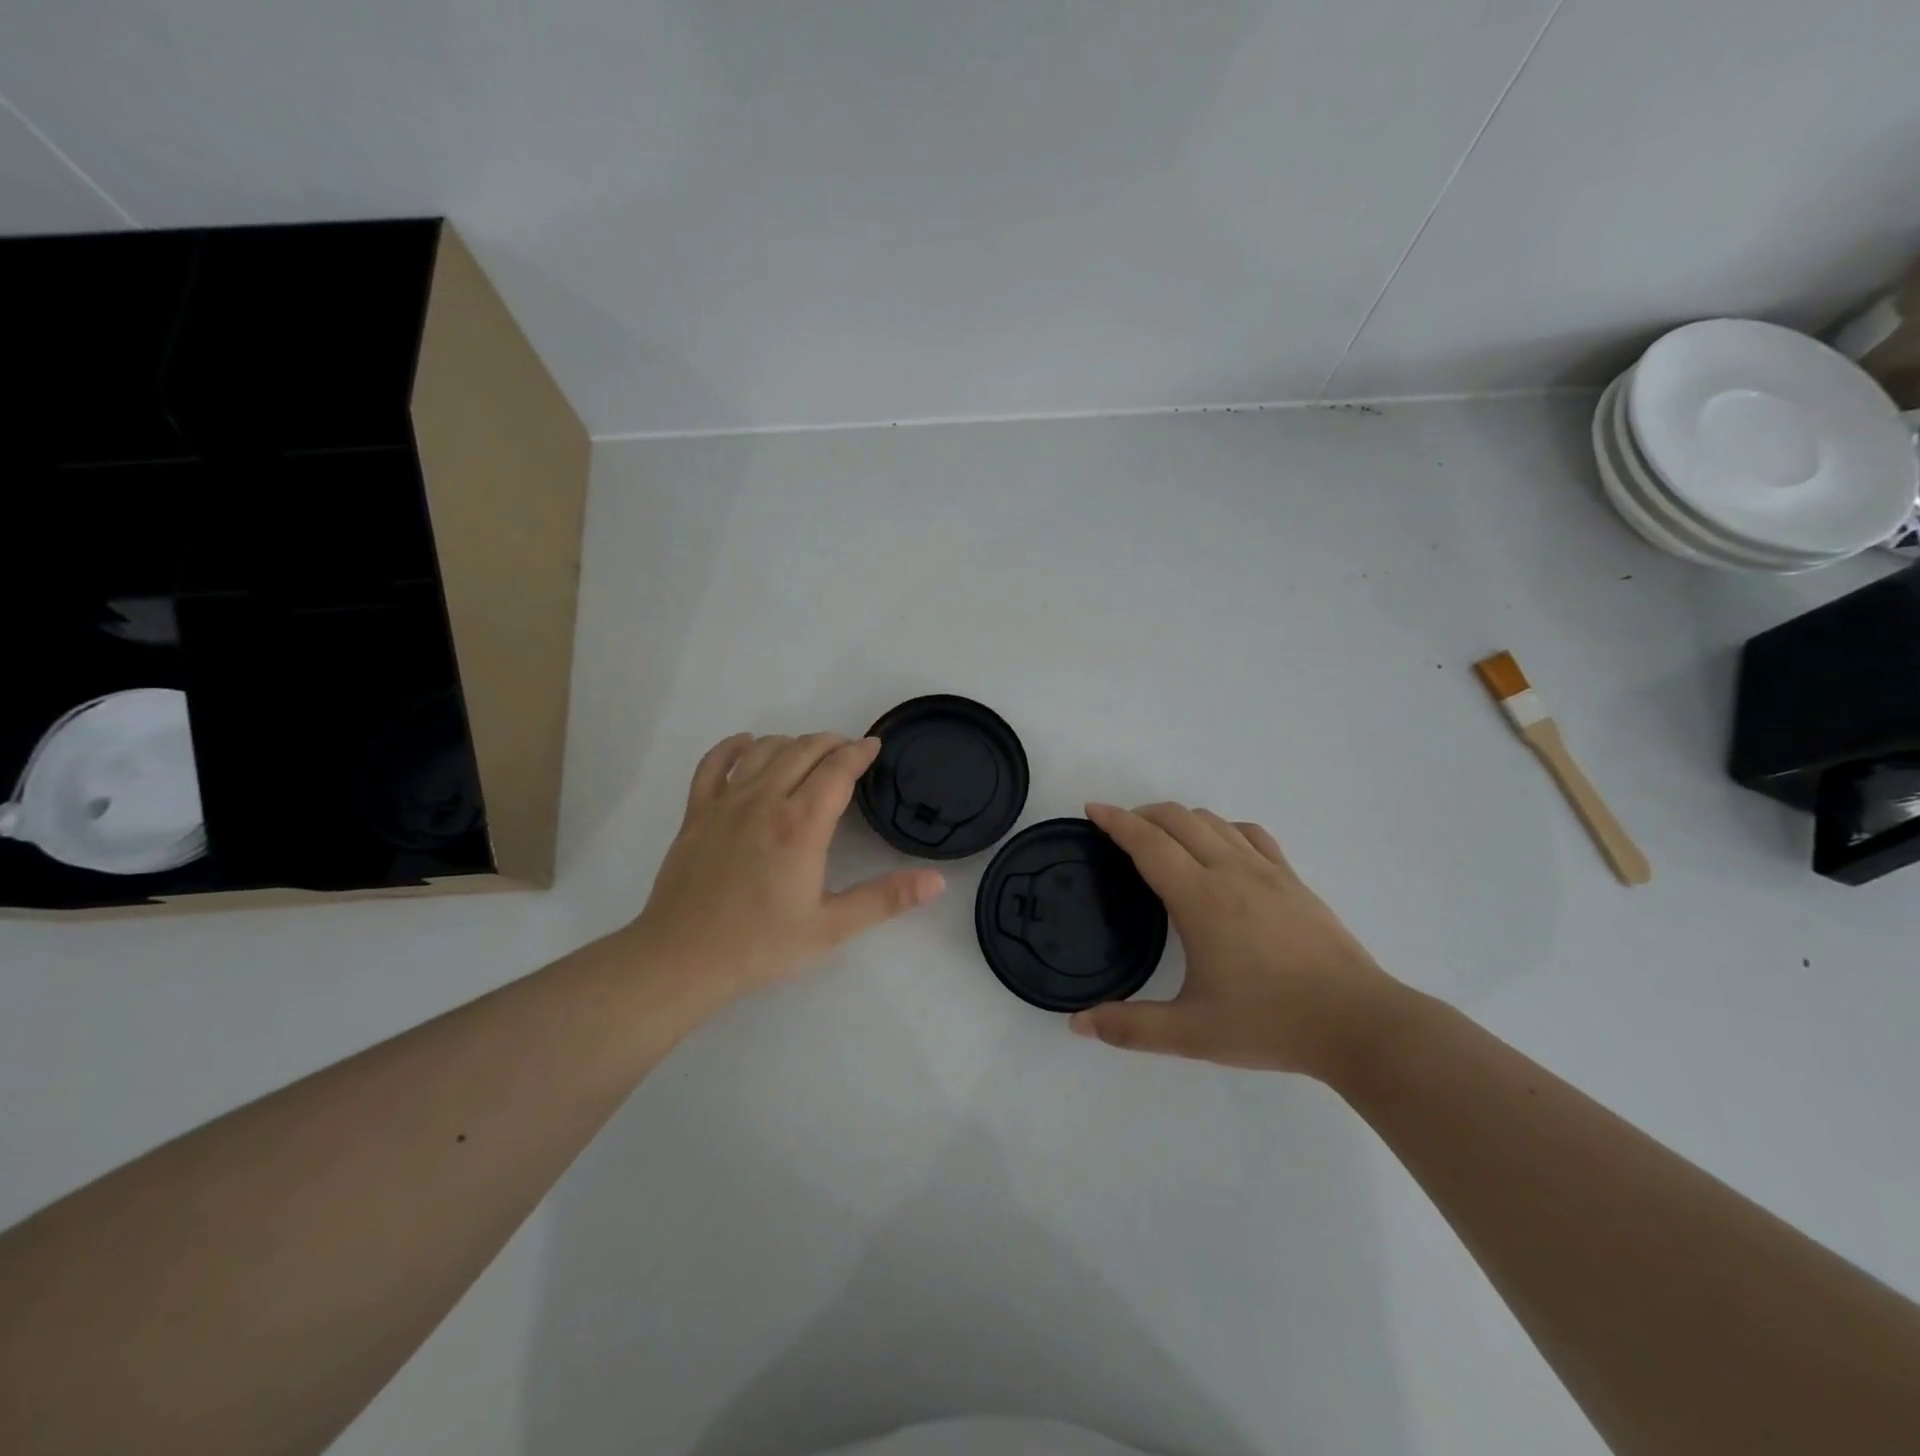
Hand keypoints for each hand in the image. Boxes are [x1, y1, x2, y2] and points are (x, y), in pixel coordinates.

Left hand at [621, 732, 945, 1002]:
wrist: (682, 960)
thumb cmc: (762, 945)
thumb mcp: (832, 927)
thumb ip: (885, 899)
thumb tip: (936, 881)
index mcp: (802, 825)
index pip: (837, 770)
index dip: (859, 753)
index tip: (874, 746)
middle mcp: (765, 801)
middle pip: (803, 751)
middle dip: (831, 743)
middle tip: (848, 751)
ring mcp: (726, 803)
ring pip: (764, 751)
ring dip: (792, 743)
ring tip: (808, 752)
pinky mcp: (696, 813)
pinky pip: (713, 765)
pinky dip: (732, 748)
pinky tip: (746, 745)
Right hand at [1070, 802, 1402, 1079]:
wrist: (1358, 1024)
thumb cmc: (1270, 1023)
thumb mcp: (1192, 1034)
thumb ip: (1130, 1028)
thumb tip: (1077, 1024)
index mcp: (1200, 898)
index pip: (1148, 843)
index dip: (1115, 821)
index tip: (1092, 810)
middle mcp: (1230, 871)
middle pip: (1178, 819)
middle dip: (1142, 814)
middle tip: (1119, 831)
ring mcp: (1267, 871)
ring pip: (1214, 821)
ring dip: (1179, 819)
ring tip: (1162, 838)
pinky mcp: (1293, 879)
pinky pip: (1251, 834)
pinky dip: (1223, 828)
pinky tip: (1221, 847)